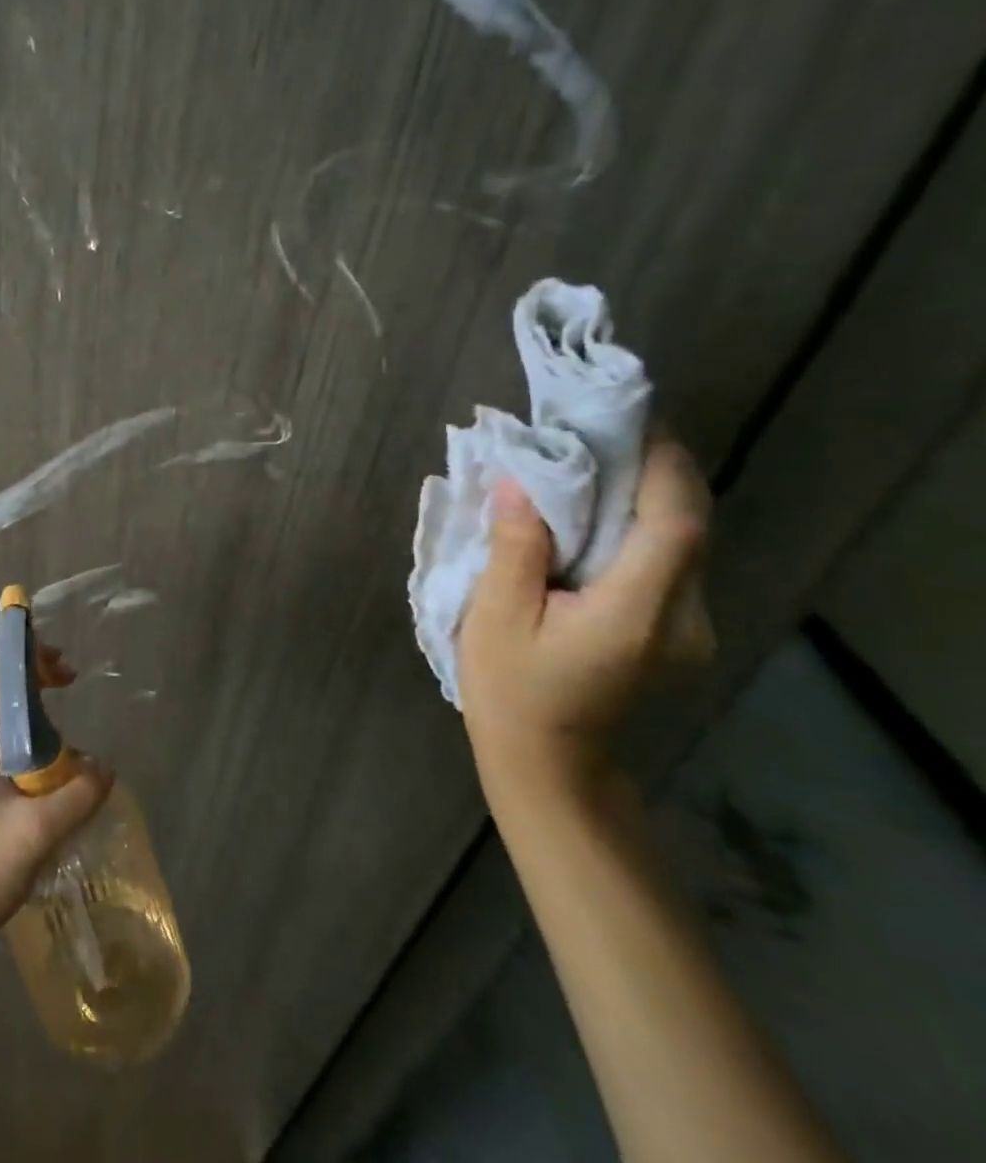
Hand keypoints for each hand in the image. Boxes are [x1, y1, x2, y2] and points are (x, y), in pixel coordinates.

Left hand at [0, 647, 113, 970]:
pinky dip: (13, 755)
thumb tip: (104, 769)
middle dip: (35, 695)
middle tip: (71, 700)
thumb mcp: (37, 831)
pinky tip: (34, 786)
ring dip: (27, 730)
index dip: (34, 662)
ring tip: (61, 751)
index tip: (69, 671)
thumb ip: (79, 793)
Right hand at [459, 436, 715, 789]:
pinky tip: (598, 512)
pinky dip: (640, 525)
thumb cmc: (512, 690)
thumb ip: (515, 548)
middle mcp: (684, 617)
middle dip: (653, 471)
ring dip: (646, 495)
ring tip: (592, 460)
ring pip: (682, 542)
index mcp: (637, 614)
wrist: (549, 763)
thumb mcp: (496, 617)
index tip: (630, 420)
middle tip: (599, 431)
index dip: (662, 466)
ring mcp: (687, 627)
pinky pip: (667, 561)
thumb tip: (517, 483)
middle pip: (687, 527)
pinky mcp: (675, 629)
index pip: (675, 525)